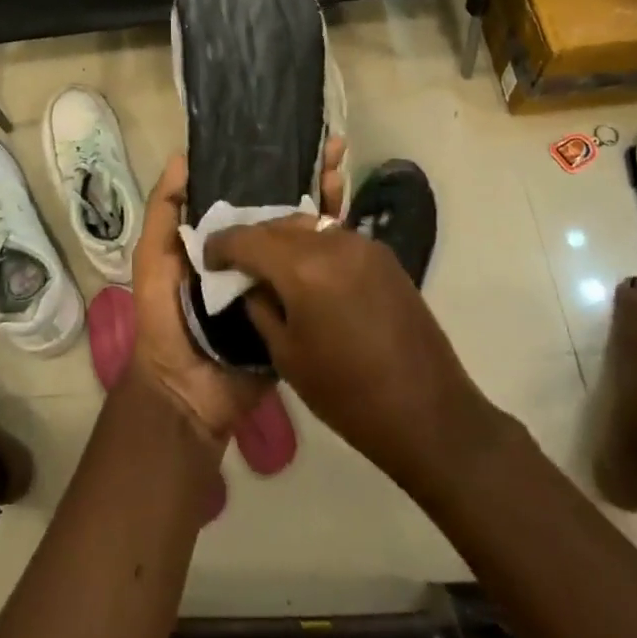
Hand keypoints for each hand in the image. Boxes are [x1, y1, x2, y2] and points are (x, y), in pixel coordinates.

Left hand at [128, 141, 345, 443]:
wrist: (189, 391)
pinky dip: (334, 251)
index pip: (250, 192)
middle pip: (285, 207)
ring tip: (344, 171)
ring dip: (327, 203)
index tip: (294, 138)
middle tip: (334, 148)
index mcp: (223, 237)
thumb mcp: (154, 258)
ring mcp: (280, 279)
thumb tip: (181, 156)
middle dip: (309, 177)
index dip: (270, 166)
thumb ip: (164, 212)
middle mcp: (255, 252)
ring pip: (307, 235)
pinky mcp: (298, 307)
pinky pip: (318, 276)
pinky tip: (352, 223)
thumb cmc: (164, 318)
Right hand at [203, 217, 499, 497]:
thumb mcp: (287, 356)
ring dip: (285, 240)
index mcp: (304, 269)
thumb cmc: (348, 395)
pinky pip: (335, 239)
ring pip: (309, 227)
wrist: (428, 413)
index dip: (222, 245)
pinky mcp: (384, 255)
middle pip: (280, 225)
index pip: (249, 239)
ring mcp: (364, 244)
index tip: (207, 255)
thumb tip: (249, 284)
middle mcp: (333, 242)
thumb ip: (261, 309)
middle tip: (236, 261)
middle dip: (254, 239)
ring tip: (270, 264)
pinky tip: (307, 270)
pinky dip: (314, 247)